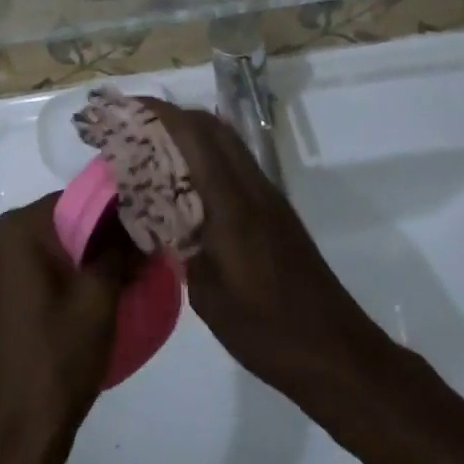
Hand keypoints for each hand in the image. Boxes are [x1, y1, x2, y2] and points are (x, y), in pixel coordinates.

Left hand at [0, 194, 126, 454]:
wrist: (17, 434)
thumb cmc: (58, 358)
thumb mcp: (99, 297)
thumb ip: (120, 250)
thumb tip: (142, 224)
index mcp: (16, 229)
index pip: (75, 200)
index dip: (114, 213)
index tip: (145, 230)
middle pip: (62, 222)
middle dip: (101, 236)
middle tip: (140, 255)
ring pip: (51, 247)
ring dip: (86, 257)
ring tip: (125, 275)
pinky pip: (36, 268)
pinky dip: (64, 274)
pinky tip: (93, 295)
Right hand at [148, 101, 382, 396]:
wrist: (337, 353)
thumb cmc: (268, 331)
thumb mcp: (208, 296)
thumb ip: (181, 247)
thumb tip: (159, 220)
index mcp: (232, 205)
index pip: (194, 137)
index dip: (160, 114)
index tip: (126, 110)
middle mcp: (253, 187)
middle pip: (212, 127)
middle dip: (172, 116)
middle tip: (135, 128)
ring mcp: (268, 196)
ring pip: (226, 141)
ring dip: (191, 133)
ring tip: (154, 149)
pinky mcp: (276, 210)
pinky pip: (235, 163)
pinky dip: (207, 156)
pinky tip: (186, 182)